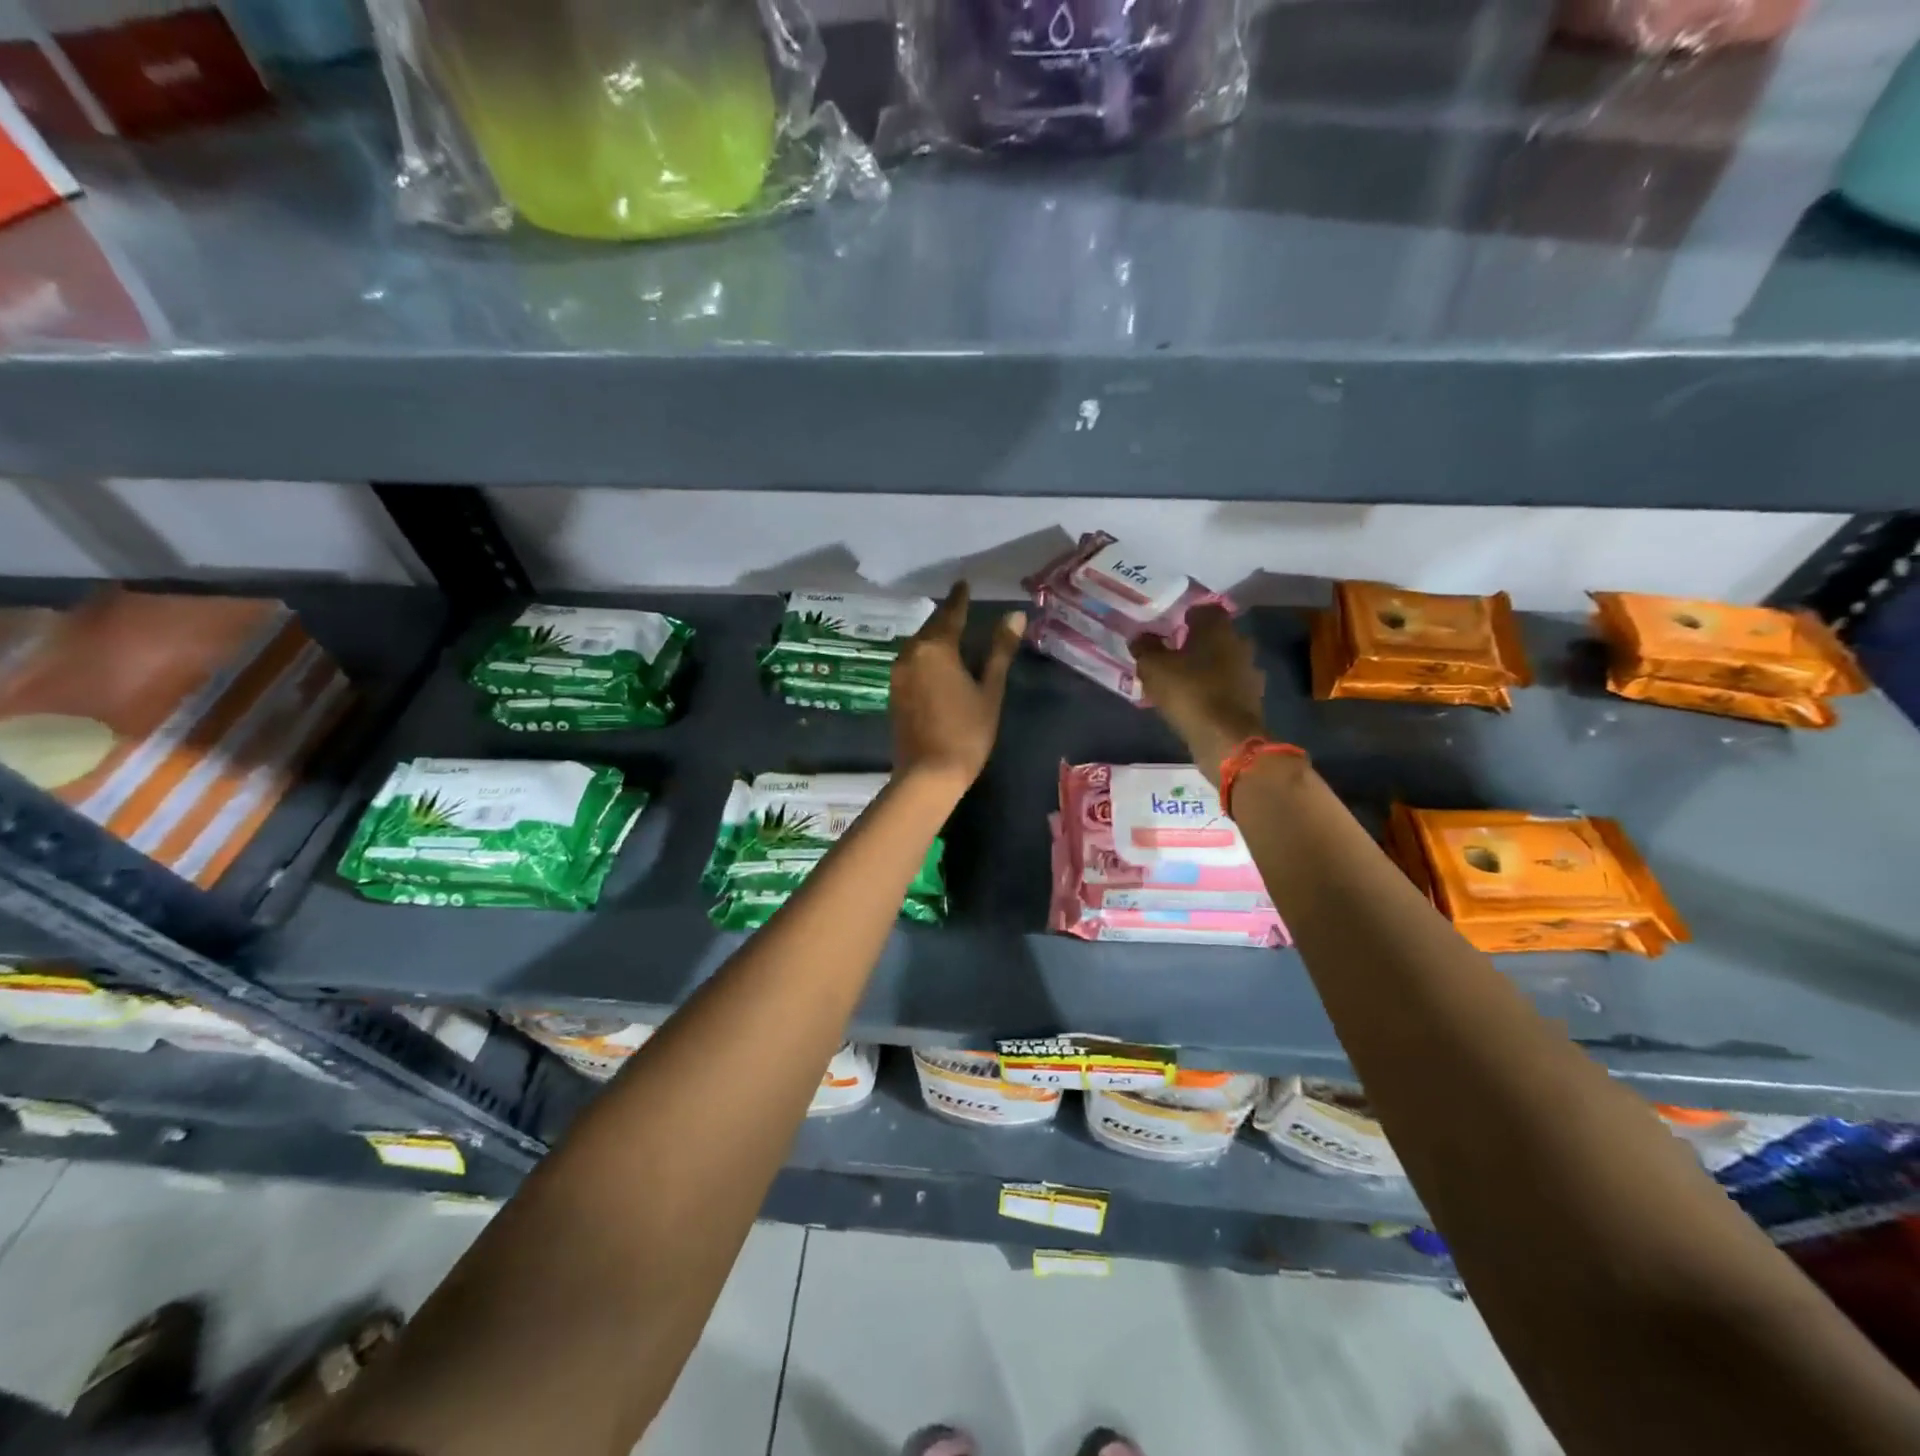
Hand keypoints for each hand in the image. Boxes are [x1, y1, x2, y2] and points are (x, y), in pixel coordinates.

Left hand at [891, 582, 1025, 792]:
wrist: (928, 774)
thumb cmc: (967, 732)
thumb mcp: (990, 690)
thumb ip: (1000, 650)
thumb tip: (1015, 615)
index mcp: (936, 648)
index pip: (951, 614)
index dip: (960, 598)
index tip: (964, 583)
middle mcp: (911, 654)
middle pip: (931, 627)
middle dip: (946, 617)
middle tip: (960, 607)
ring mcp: (898, 674)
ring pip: (918, 644)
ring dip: (934, 636)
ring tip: (951, 633)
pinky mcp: (894, 692)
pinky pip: (911, 662)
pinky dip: (925, 655)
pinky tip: (936, 663)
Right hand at [1131, 606, 1267, 784]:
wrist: (1226, 738)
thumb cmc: (1189, 692)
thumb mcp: (1153, 667)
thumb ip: (1145, 647)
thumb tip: (1140, 637)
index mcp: (1218, 627)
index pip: (1202, 608)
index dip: (1182, 616)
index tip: (1165, 629)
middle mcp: (1239, 643)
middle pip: (1213, 636)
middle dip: (1193, 643)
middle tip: (1168, 656)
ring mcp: (1249, 672)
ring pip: (1221, 662)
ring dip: (1204, 668)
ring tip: (1179, 683)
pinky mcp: (1251, 698)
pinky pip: (1226, 687)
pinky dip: (1212, 690)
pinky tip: (1193, 702)